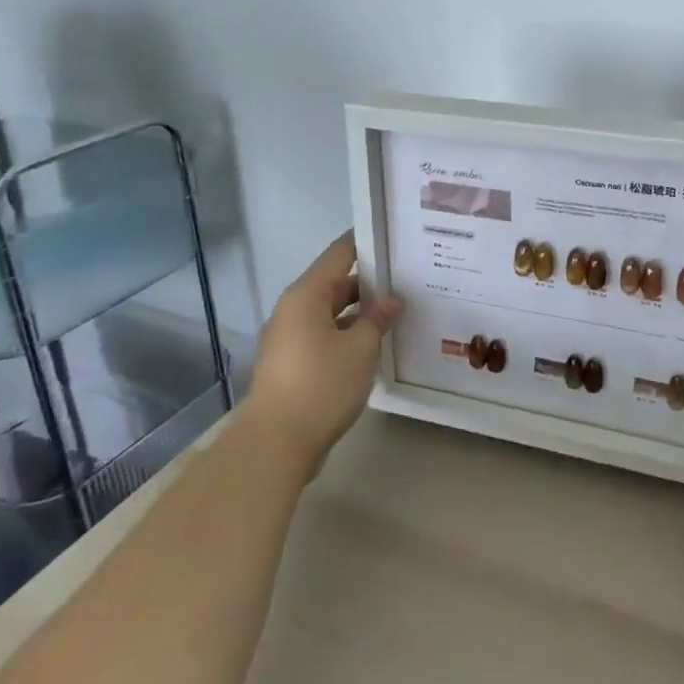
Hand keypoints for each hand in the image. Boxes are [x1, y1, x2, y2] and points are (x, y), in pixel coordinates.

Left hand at [245, 233, 401, 472]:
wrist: (277, 443)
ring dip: (359, 312)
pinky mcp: (291, 363)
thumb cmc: (321, 384)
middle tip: (407, 280)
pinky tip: (373, 344)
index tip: (395, 240)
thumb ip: (377, 318)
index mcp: (306, 294)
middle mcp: (293, 309)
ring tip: (396, 312)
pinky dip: (346, 334)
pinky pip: (323, 335)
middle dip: (369, 282)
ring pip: (330, 312)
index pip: (340, 253)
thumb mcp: (360, 348)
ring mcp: (289, 337)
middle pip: (335, 283)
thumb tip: (391, 299)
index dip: (366, 243)